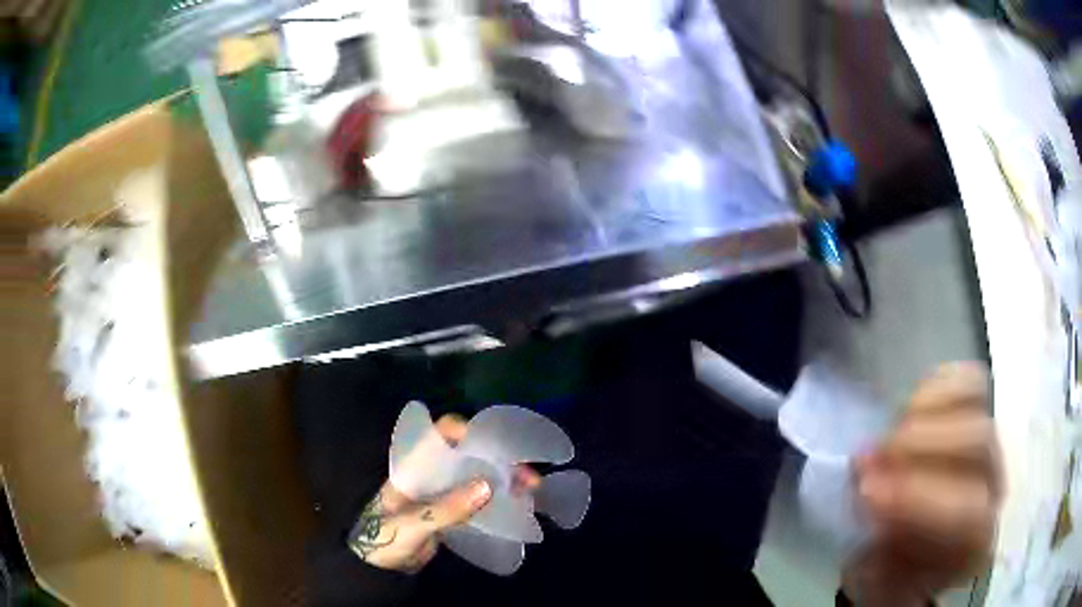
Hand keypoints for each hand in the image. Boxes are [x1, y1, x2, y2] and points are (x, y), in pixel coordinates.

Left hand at [349, 414, 540, 573]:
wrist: (377, 569)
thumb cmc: (384, 538)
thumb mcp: (412, 524)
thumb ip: (446, 508)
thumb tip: (488, 487)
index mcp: (414, 468)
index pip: (440, 435)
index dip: (467, 432)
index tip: (496, 445)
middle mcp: (430, 475)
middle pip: (467, 456)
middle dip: (498, 460)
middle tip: (527, 474)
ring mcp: (442, 494)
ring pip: (476, 478)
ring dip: (503, 480)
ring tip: (530, 488)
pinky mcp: (450, 514)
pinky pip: (476, 501)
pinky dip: (497, 500)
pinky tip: (518, 505)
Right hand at [845, 363, 1002, 606]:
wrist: (915, 547)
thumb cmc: (894, 571)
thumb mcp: (878, 580)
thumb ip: (878, 546)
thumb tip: (870, 490)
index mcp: (975, 543)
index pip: (969, 513)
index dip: (921, 499)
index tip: (868, 492)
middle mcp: (995, 487)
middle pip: (978, 443)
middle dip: (918, 445)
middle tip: (869, 458)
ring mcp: (992, 444)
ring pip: (976, 402)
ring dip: (924, 412)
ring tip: (887, 434)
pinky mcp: (980, 413)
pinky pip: (969, 380)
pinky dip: (937, 385)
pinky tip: (910, 410)